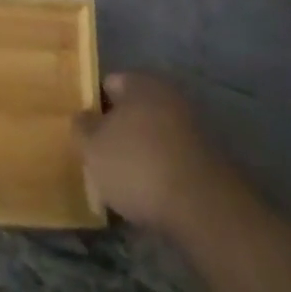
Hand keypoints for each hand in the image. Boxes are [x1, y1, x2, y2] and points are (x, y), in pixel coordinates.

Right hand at [73, 72, 229, 231]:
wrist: (203, 209)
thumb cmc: (138, 166)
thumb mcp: (92, 147)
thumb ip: (82, 127)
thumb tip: (83, 117)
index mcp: (142, 83)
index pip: (109, 84)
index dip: (93, 106)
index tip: (83, 131)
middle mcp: (170, 96)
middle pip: (133, 110)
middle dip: (117, 132)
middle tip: (100, 159)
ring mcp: (194, 127)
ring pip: (153, 136)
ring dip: (140, 153)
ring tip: (123, 183)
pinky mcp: (208, 159)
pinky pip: (172, 159)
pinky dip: (161, 172)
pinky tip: (149, 196)